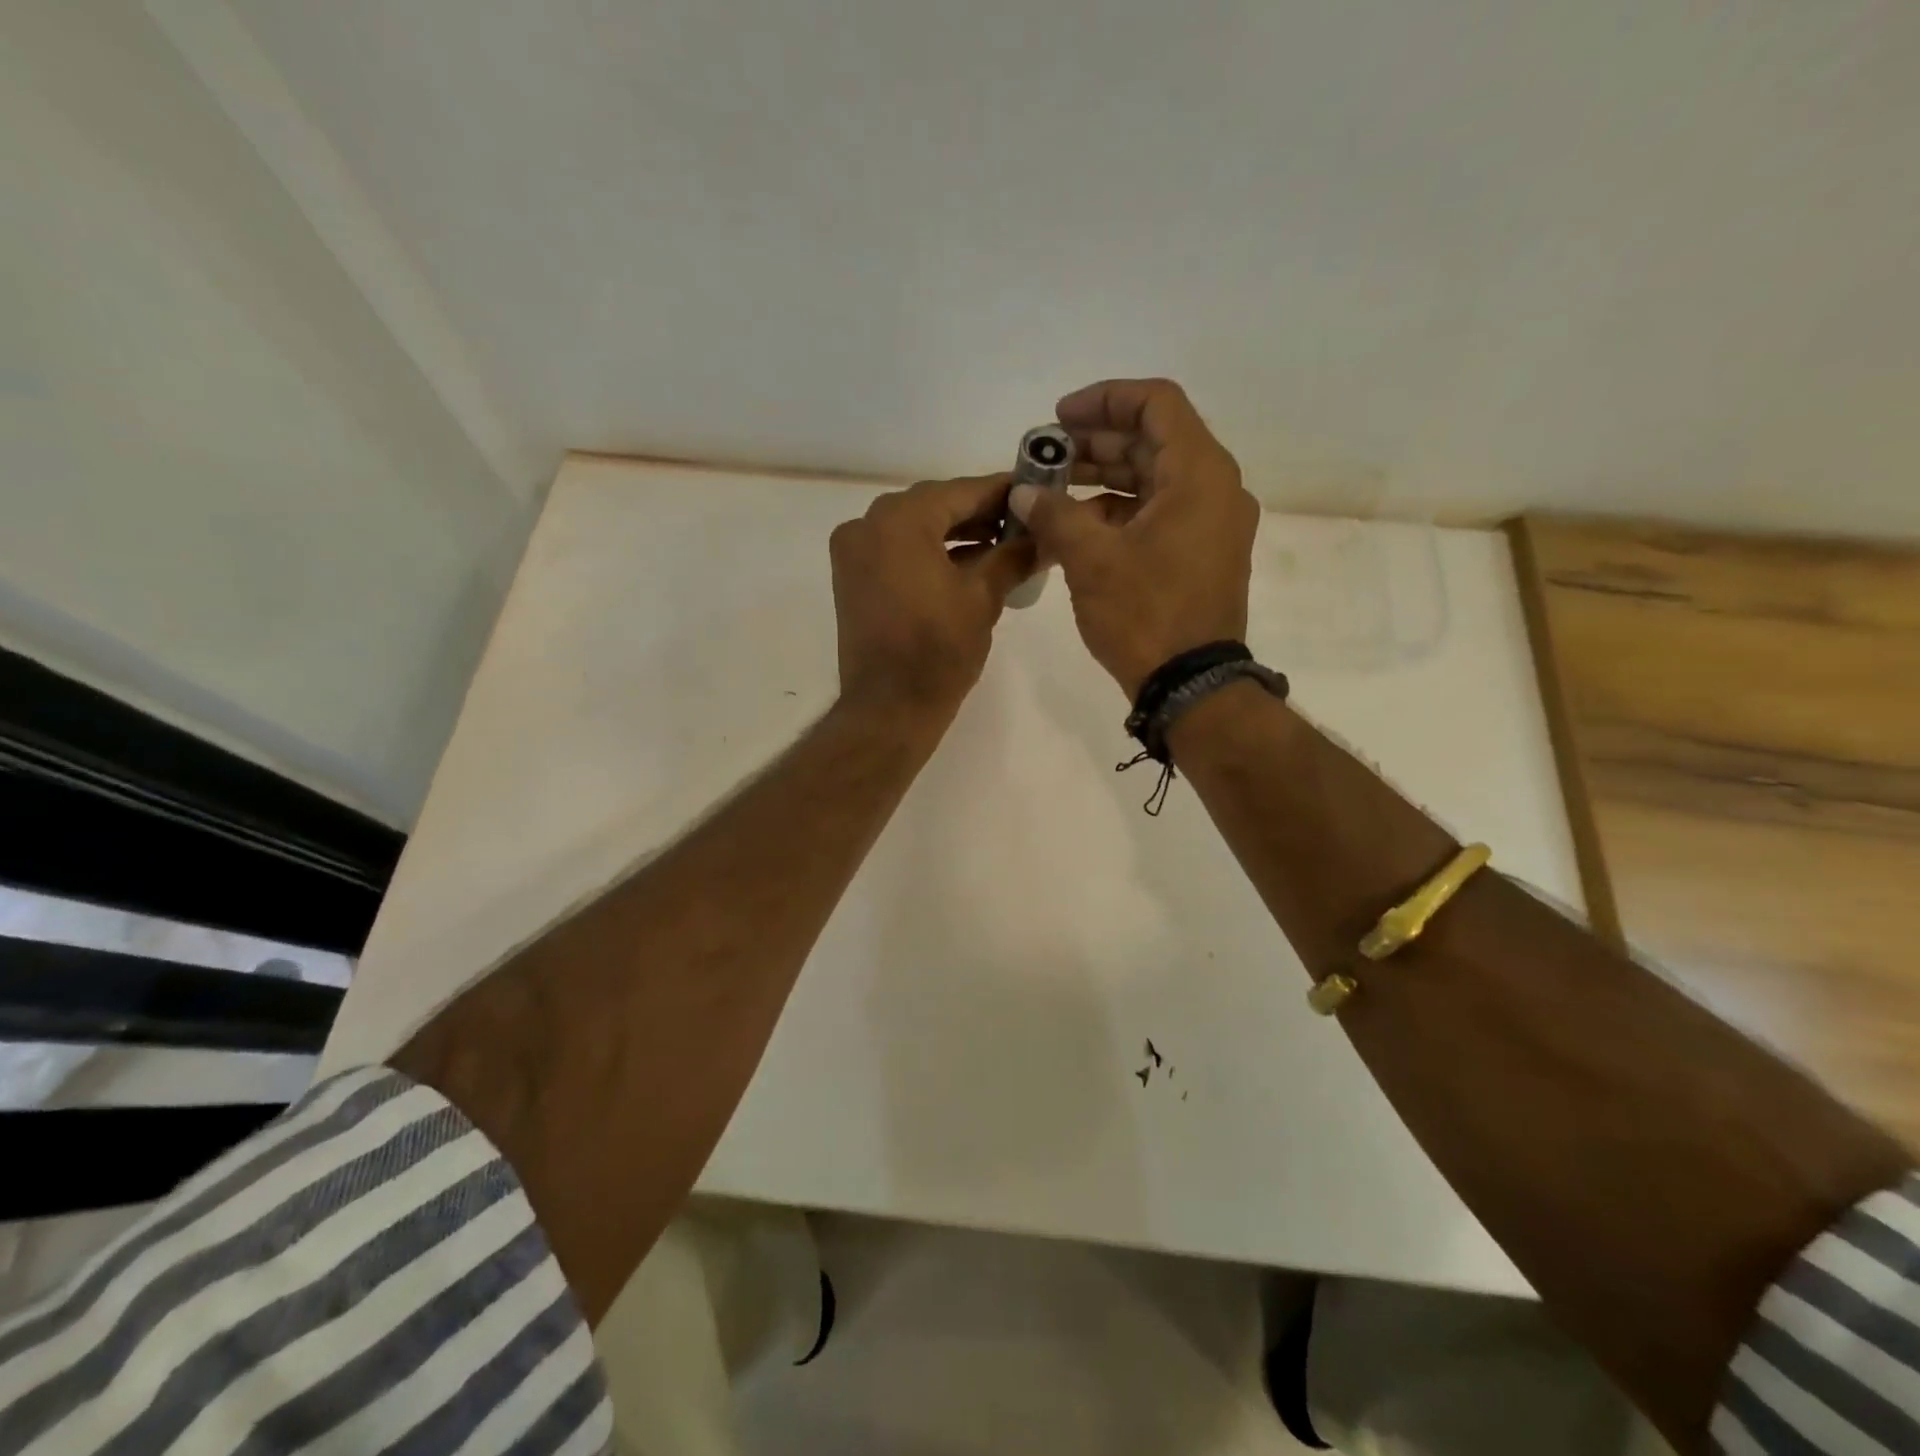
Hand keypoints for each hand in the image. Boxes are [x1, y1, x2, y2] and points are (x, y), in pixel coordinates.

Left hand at [830, 474, 1035, 719]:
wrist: (889, 707)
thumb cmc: (939, 649)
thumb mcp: (983, 597)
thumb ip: (1013, 556)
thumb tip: (1043, 536)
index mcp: (898, 520)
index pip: (960, 491)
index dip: (1002, 491)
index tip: (1034, 490)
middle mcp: (867, 525)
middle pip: (934, 507)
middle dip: (979, 514)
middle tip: (1023, 521)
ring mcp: (854, 552)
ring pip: (915, 529)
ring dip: (956, 534)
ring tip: (1003, 545)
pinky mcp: (852, 579)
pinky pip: (897, 551)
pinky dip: (930, 553)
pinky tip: (968, 563)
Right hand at [1008, 379, 1259, 696]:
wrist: (1190, 685)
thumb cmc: (1145, 614)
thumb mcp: (1091, 559)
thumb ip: (1053, 514)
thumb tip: (1022, 493)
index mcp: (1199, 474)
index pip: (1156, 403)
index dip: (1104, 400)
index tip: (1059, 418)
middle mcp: (1214, 489)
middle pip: (1152, 442)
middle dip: (1094, 444)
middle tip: (1045, 458)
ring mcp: (1210, 525)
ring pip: (1153, 481)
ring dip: (1102, 480)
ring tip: (1050, 493)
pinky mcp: (1200, 555)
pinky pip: (1157, 515)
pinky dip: (1118, 514)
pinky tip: (1075, 529)